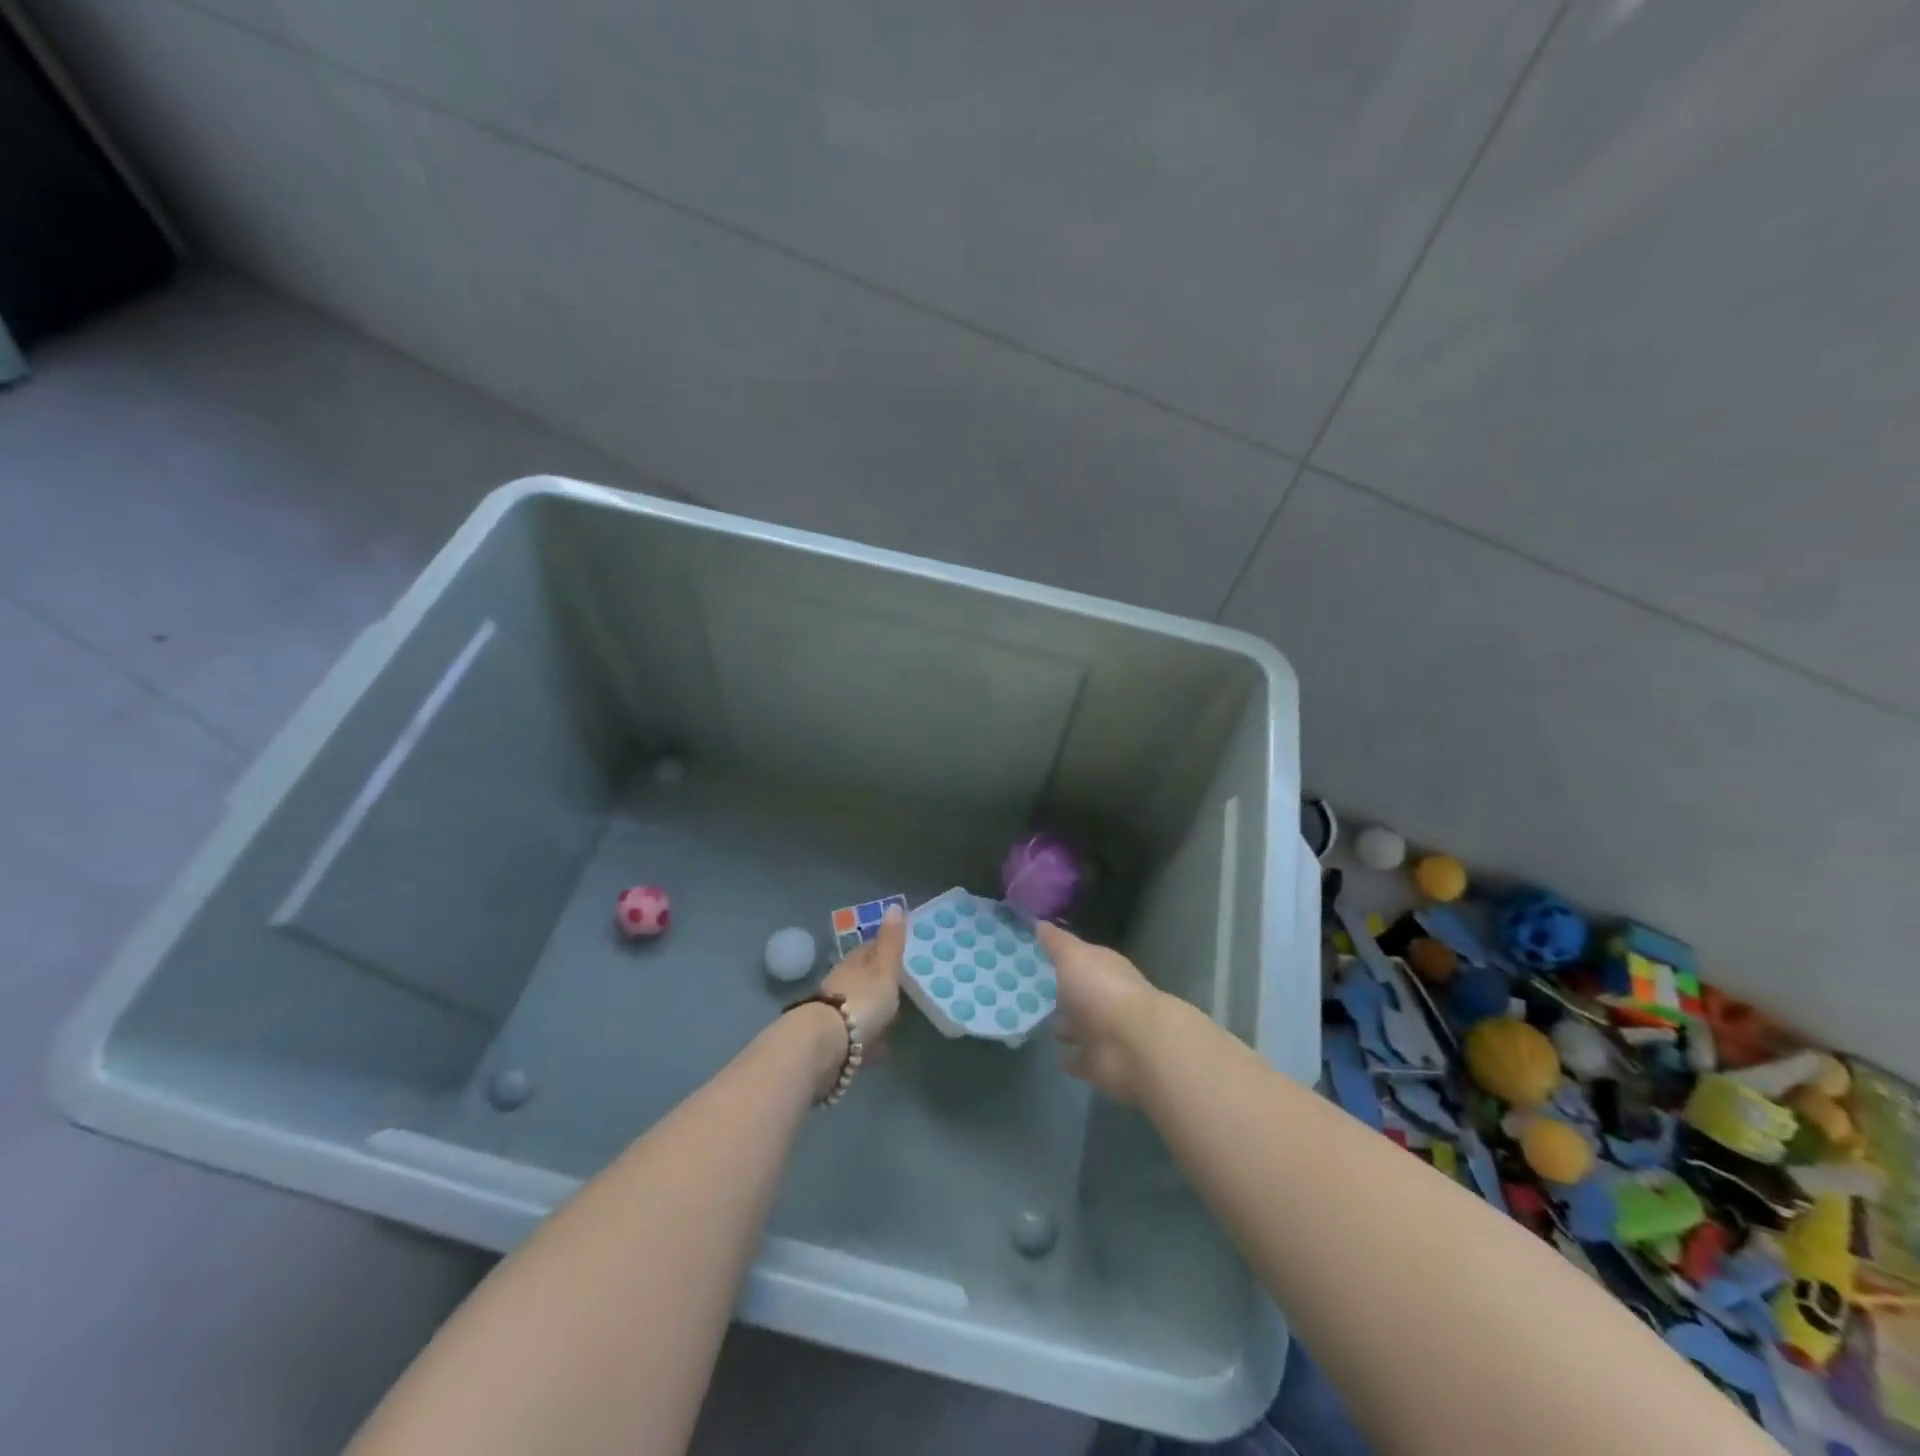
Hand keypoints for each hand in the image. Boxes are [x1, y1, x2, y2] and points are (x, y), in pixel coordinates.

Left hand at [819, 904, 904, 1048]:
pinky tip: (880, 1046)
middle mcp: (839, 986)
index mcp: (852, 965)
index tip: (899, 950)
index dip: (883, 948)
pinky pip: (856, 1036)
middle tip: (900, 985)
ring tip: (893, 1017)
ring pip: (857, 1007)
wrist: (824, 1046)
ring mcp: (834, 1015)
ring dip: (871, 1010)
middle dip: (877, 981)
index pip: (868, 950)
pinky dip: (868, 1037)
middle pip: (861, 979)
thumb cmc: (860, 1001)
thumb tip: (895, 905)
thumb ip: (890, 942)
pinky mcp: (833, 1043)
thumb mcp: (883, 969)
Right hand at [1037, 922, 1165, 1104]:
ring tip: (1035, 1022)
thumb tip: (1039, 922)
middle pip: (1077, 992)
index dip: (1058, 956)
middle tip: (1026, 990)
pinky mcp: (1100, 1063)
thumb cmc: (1102, 990)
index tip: (1031, 956)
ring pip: (1078, 1026)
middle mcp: (1105, 997)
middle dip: (1058, 992)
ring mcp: (1104, 1032)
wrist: (1135, 1045)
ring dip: (1063, 1025)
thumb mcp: (1073, 956)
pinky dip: (1069, 1058)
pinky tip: (1053, 1055)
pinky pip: (1079, 1059)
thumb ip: (1056, 942)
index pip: (1079, 958)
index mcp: (1103, 968)